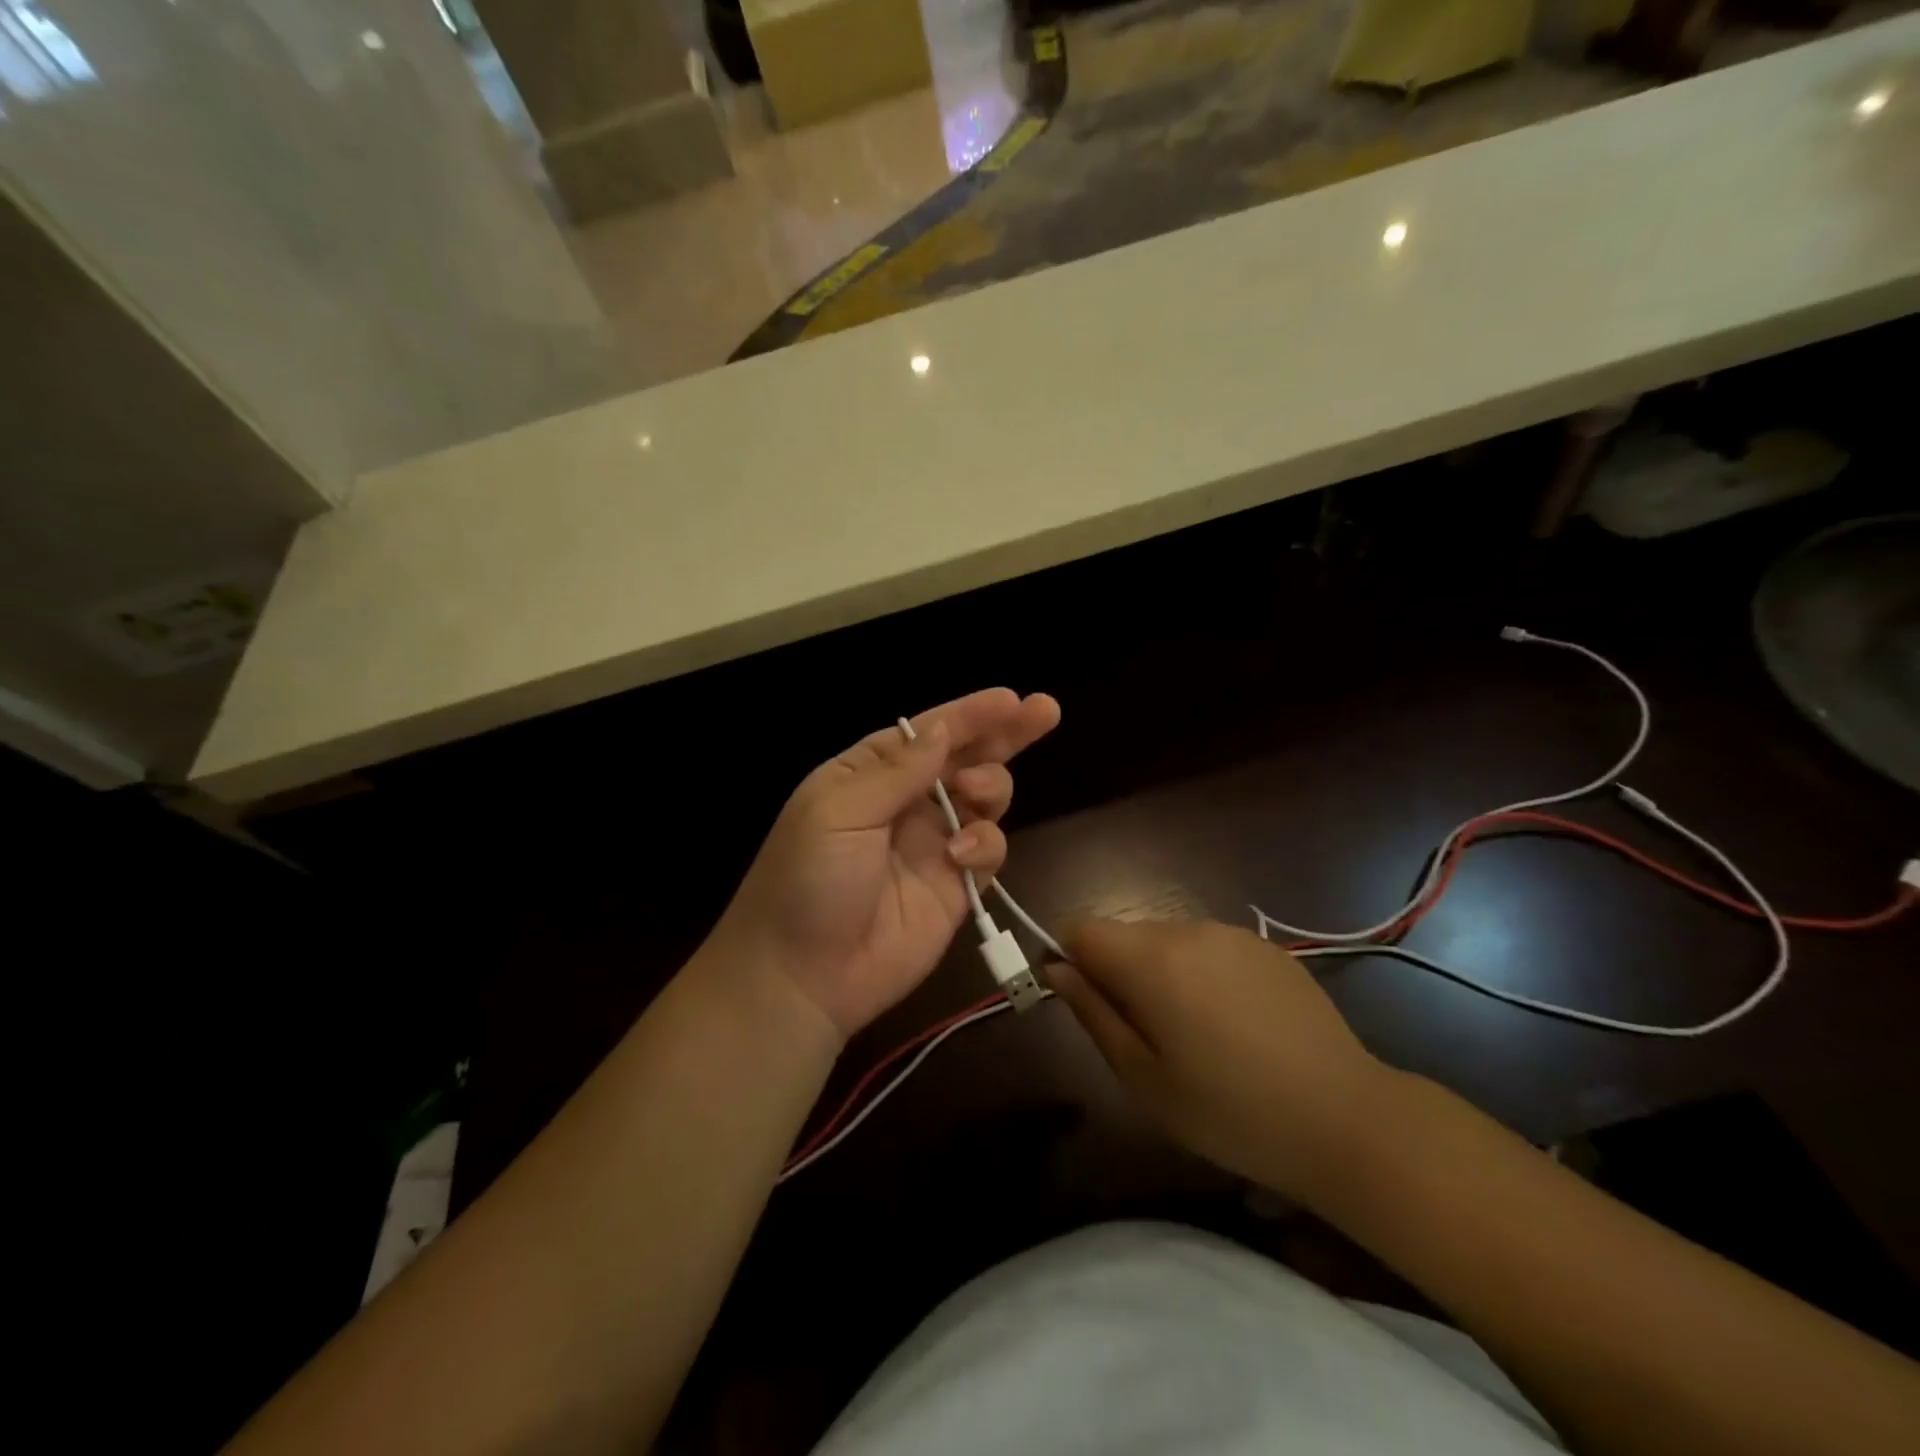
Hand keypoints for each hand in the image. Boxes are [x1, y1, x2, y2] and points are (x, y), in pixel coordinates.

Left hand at [709, 688, 1060, 1038]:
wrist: (802, 977)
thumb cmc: (807, 880)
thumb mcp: (839, 812)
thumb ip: (897, 770)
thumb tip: (942, 729)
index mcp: (869, 775)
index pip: (927, 733)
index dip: (969, 714)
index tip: (1011, 699)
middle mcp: (905, 803)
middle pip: (965, 758)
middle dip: (1004, 734)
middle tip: (1044, 711)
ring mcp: (933, 844)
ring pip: (984, 798)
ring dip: (991, 785)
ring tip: (976, 793)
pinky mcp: (956, 886)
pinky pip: (988, 850)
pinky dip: (986, 844)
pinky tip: (963, 855)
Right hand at [1052, 918, 1392, 1203]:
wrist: (1345, 1118)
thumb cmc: (1230, 1111)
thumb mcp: (1143, 1078)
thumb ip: (1092, 1013)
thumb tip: (1056, 969)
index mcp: (1151, 959)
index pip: (1080, 928)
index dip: (1069, 960)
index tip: (1085, 1005)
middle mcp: (1187, 930)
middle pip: (1123, 933)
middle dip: (1115, 971)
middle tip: (1142, 1036)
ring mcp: (1230, 934)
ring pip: (1165, 939)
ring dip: (1158, 972)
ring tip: (1192, 1034)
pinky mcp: (1264, 947)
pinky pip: (1207, 947)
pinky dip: (1199, 973)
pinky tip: (1232, 1024)